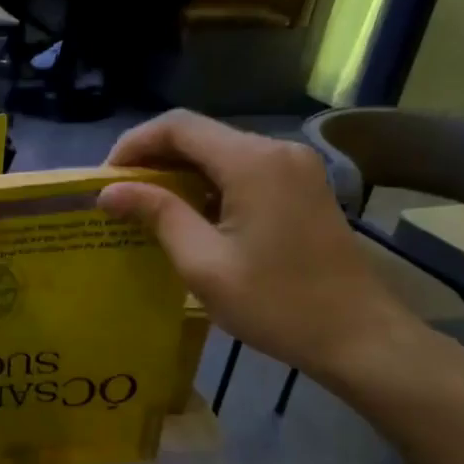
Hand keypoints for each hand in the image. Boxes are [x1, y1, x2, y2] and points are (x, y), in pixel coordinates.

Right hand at [98, 111, 422, 384]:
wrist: (358, 336)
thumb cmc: (276, 303)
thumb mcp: (203, 263)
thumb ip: (157, 215)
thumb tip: (109, 191)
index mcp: (252, 162)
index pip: (178, 126)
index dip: (134, 144)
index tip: (105, 179)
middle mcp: (276, 151)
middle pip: (200, 135)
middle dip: (153, 159)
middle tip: (119, 196)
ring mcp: (295, 168)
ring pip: (221, 153)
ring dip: (180, 173)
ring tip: (145, 208)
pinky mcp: (303, 187)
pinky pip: (243, 171)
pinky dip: (208, 184)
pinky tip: (189, 215)